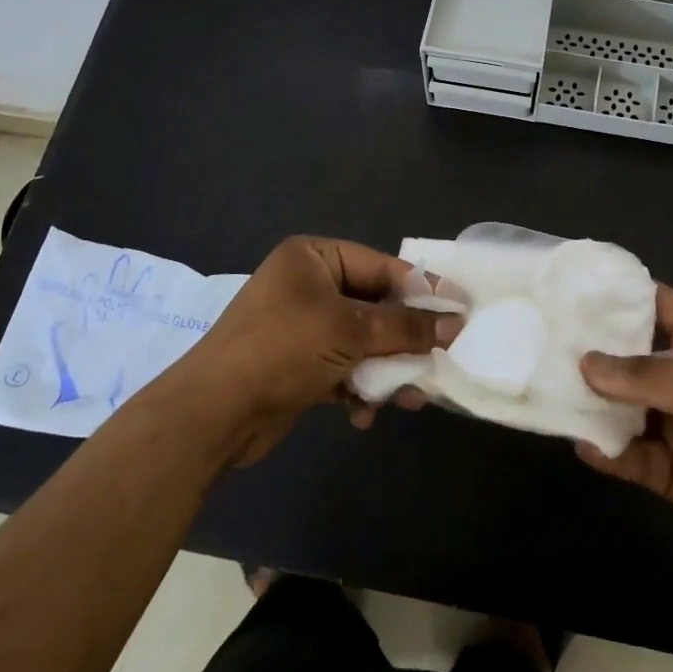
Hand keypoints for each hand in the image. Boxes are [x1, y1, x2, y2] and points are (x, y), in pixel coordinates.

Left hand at [167, 236, 457, 464]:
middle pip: (375, 307)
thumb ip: (406, 326)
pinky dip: (358, 389)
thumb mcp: (350, 331)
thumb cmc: (283, 349)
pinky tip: (364, 414)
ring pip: (362, 342)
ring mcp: (302, 326)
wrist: (213, 413)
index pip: (382, 267)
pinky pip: (343, 368)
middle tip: (439, 359)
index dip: (422, 290)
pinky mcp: (298, 364)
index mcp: (314, 258)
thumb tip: (456, 324)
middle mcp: (308, 285)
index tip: (460, 312)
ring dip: (385, 369)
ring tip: (409, 397)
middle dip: (403, 339)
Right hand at [578, 285, 672, 586]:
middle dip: (591, 351)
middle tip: (538, 340)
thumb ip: (648, 377)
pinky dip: (607, 453)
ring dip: (592, 404)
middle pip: (629, 359)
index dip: (619, 295)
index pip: (657, 306)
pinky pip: (630, 457)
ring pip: (623, 409)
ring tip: (548, 392)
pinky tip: (584, 446)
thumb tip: (585, 363)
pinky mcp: (672, 473)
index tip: (570, 286)